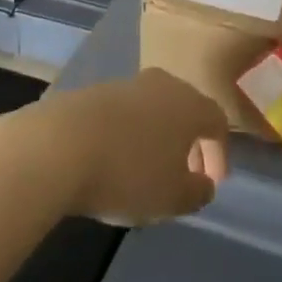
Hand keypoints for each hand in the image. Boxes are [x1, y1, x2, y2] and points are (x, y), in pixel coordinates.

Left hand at [26, 70, 228, 226]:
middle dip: (191, 142)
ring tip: (149, 171)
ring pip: (156, 109)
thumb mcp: (172, 197)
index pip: (217, 122)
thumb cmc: (129, 172)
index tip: (213, 183)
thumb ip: (197, 191)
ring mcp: (129, 84)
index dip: (220, 153)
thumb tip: (204, 183)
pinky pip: (127, 114)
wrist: (61, 144)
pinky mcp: (97, 92)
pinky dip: (132, 135)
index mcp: (190, 104)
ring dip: (160, 138)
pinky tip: (118, 160)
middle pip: (187, 109)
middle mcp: (164, 84)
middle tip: (186, 175)